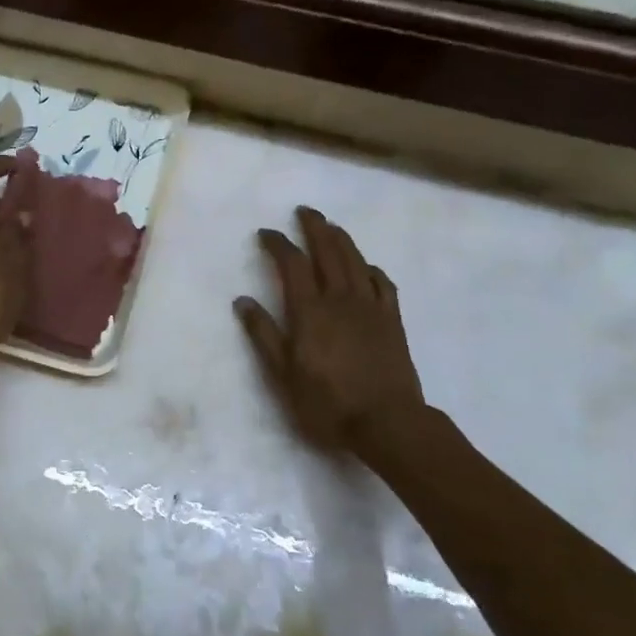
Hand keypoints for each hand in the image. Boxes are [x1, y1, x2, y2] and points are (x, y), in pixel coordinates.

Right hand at [234, 207, 428, 460]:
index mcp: (310, 311)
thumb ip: (263, 335)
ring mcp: (370, 308)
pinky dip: (371, 269)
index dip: (278, 244)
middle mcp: (340, 299)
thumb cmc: (327, 403)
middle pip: (327, 252)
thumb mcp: (283, 375)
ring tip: (331, 226)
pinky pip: (382, 284)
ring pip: (355, 261)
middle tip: (304, 211)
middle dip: (314, 228)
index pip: (292, 265)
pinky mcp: (392, 321)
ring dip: (341, 239)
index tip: (266, 233)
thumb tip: (242, 301)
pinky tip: (366, 266)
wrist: (388, 423)